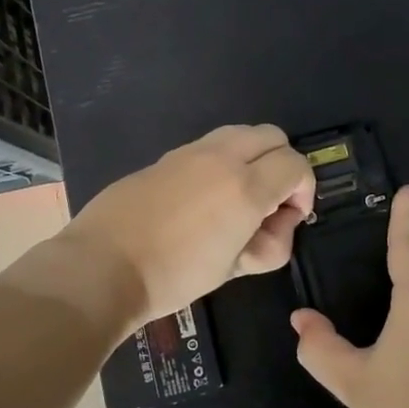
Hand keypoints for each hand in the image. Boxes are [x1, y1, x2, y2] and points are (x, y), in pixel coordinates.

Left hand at [62, 125, 314, 326]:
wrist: (103, 265)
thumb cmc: (174, 276)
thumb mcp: (233, 269)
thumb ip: (269, 243)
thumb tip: (277, 222)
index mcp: (245, 187)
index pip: (296, 165)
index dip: (304, 189)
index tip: (290, 216)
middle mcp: (223, 157)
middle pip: (273, 136)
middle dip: (283, 164)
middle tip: (270, 201)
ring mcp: (192, 151)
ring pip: (242, 132)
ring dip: (253, 156)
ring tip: (238, 195)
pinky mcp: (168, 156)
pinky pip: (210, 145)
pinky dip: (223, 160)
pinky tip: (204, 197)